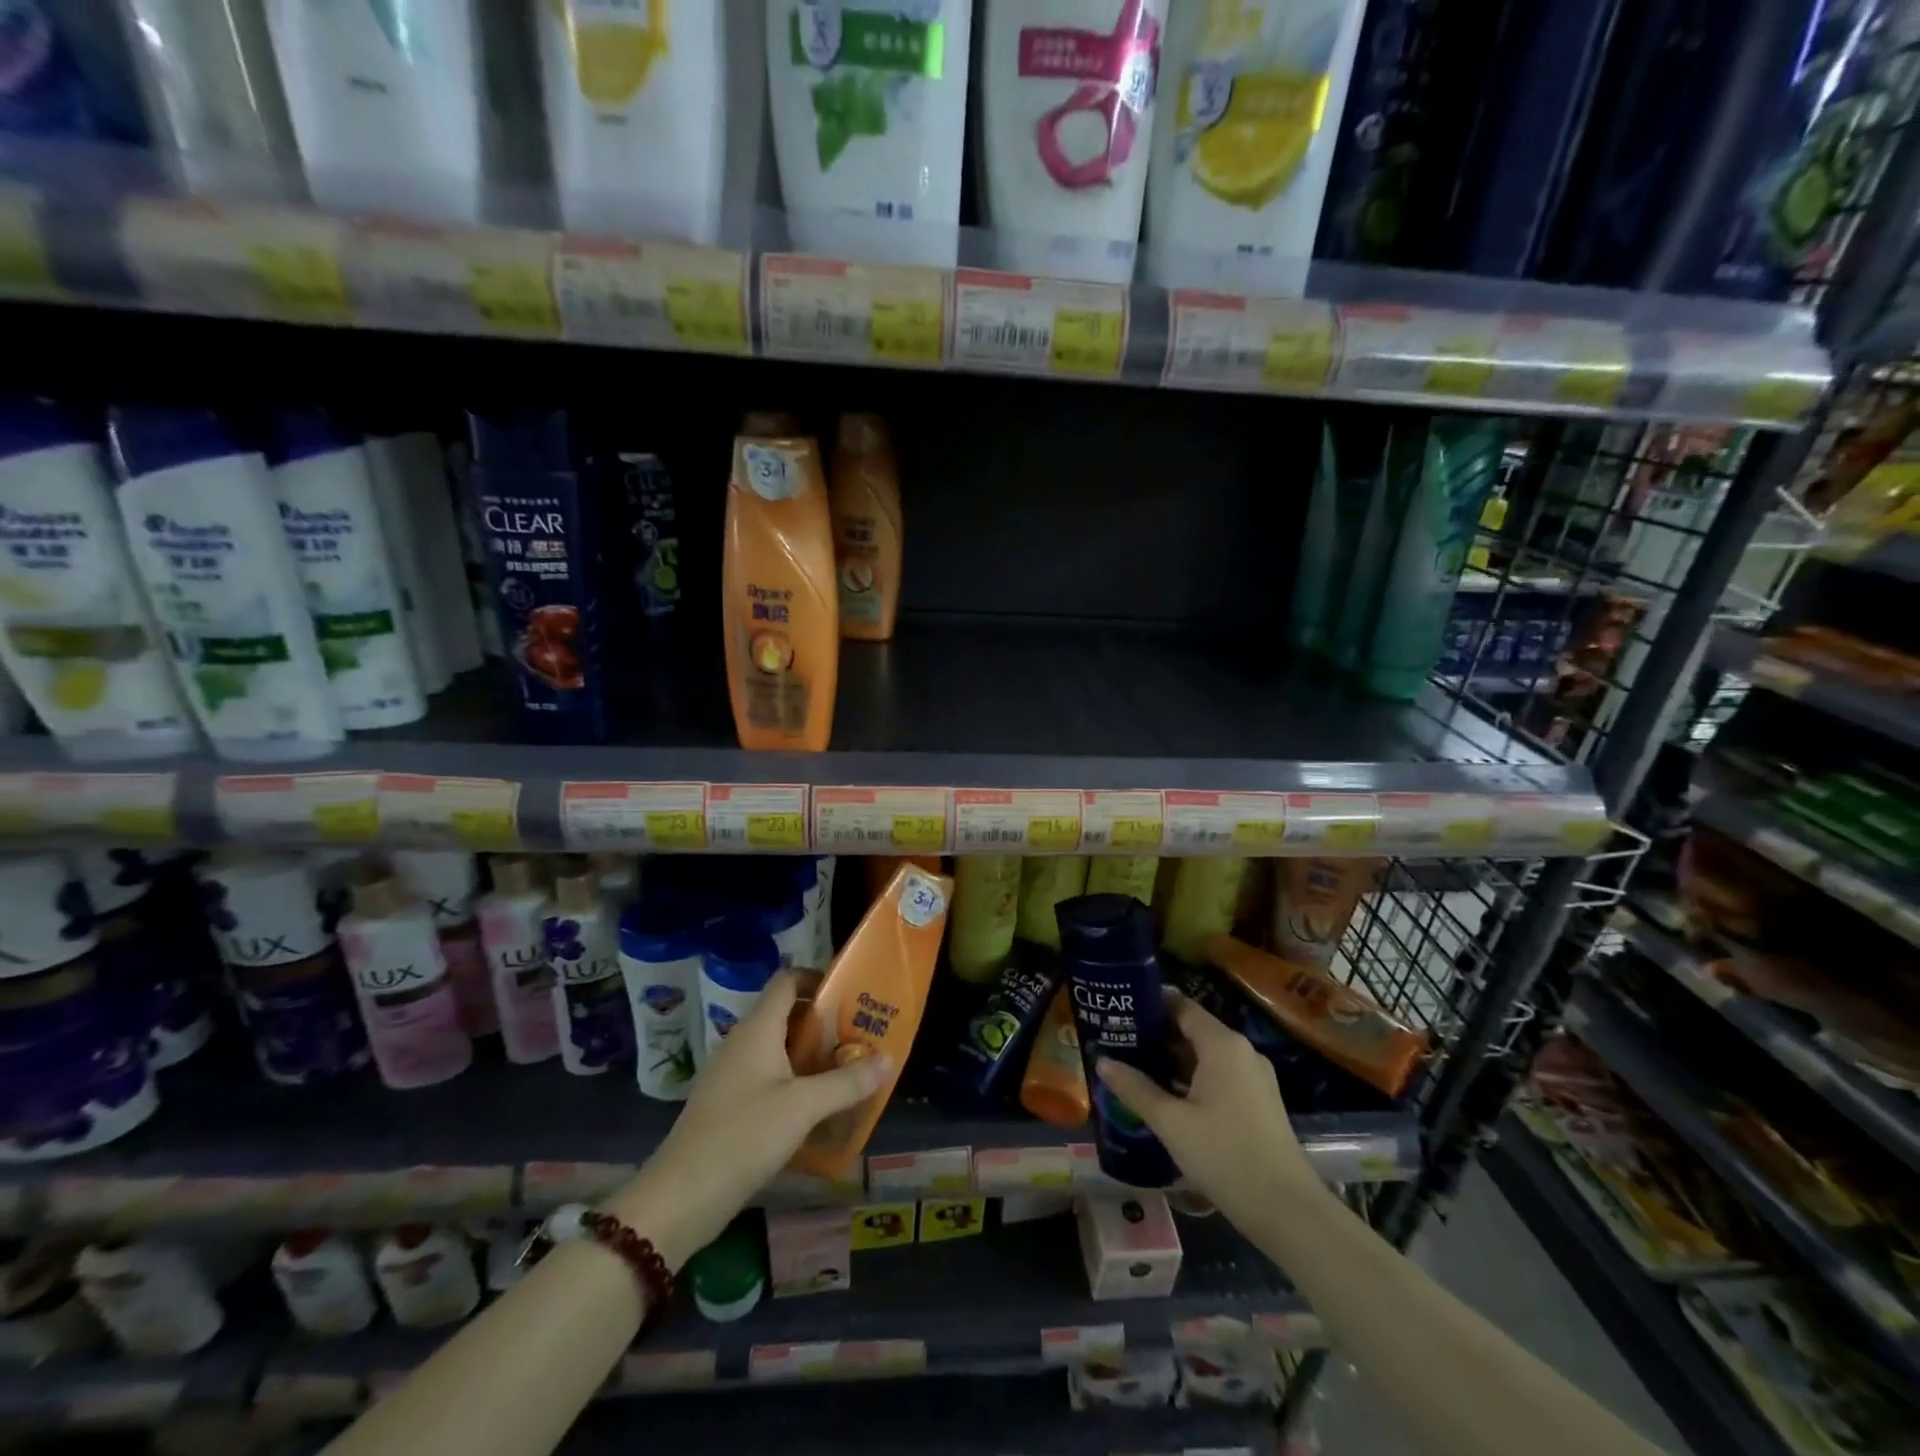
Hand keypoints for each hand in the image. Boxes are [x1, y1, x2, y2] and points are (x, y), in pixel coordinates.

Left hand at [608, 972, 891, 1267]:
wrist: (681, 1197)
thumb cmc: (744, 1135)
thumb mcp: (803, 1107)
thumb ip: (846, 1082)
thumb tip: (888, 1059)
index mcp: (757, 1029)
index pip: (786, 981)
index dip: (817, 978)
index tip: (850, 994)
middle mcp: (743, 1042)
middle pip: (787, 1015)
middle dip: (824, 1023)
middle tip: (860, 1036)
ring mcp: (732, 1074)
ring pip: (779, 1049)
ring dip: (812, 1055)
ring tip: (848, 1070)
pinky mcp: (729, 1104)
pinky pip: (769, 1077)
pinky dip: (795, 1082)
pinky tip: (817, 1107)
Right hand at [1095, 995, 1319, 1227]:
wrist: (1288, 1212)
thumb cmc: (1225, 1156)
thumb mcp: (1171, 1123)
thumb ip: (1135, 1088)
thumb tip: (1102, 1061)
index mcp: (1222, 1044)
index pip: (1180, 1006)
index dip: (1149, 1005)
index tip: (1118, 1010)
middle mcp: (1241, 1051)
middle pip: (1193, 1029)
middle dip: (1156, 1035)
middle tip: (1117, 1041)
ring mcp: (1254, 1077)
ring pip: (1205, 1055)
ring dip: (1172, 1060)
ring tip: (1133, 1067)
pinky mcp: (1259, 1102)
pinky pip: (1219, 1075)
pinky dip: (1192, 1078)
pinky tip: (1166, 1096)